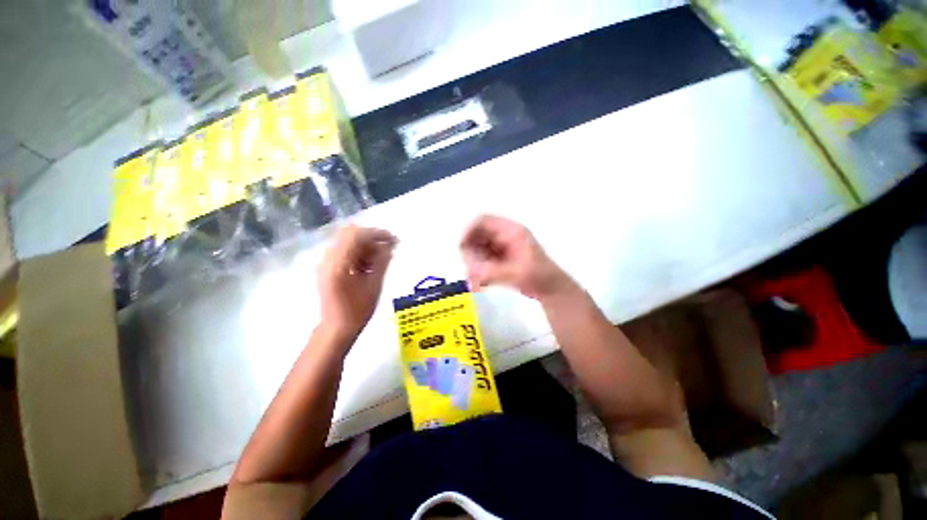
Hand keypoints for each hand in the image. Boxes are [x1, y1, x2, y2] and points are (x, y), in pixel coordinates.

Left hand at [318, 224, 396, 342]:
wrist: (337, 327)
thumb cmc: (358, 310)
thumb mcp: (374, 286)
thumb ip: (381, 262)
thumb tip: (390, 245)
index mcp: (338, 264)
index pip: (357, 236)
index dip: (377, 234)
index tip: (394, 240)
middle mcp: (328, 258)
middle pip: (350, 233)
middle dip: (371, 238)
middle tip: (386, 249)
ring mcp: (325, 261)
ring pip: (347, 240)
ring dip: (365, 246)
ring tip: (378, 261)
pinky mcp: (327, 266)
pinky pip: (344, 250)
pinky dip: (358, 252)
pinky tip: (368, 266)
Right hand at [460, 215, 569, 299]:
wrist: (551, 290)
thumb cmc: (540, 277)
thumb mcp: (517, 274)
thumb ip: (493, 272)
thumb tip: (470, 272)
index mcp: (511, 231)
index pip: (483, 221)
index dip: (469, 231)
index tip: (461, 248)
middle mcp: (503, 236)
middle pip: (476, 235)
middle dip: (470, 252)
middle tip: (471, 271)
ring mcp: (500, 247)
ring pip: (476, 248)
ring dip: (472, 263)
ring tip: (476, 281)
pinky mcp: (498, 259)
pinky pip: (481, 259)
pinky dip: (477, 270)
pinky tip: (480, 283)